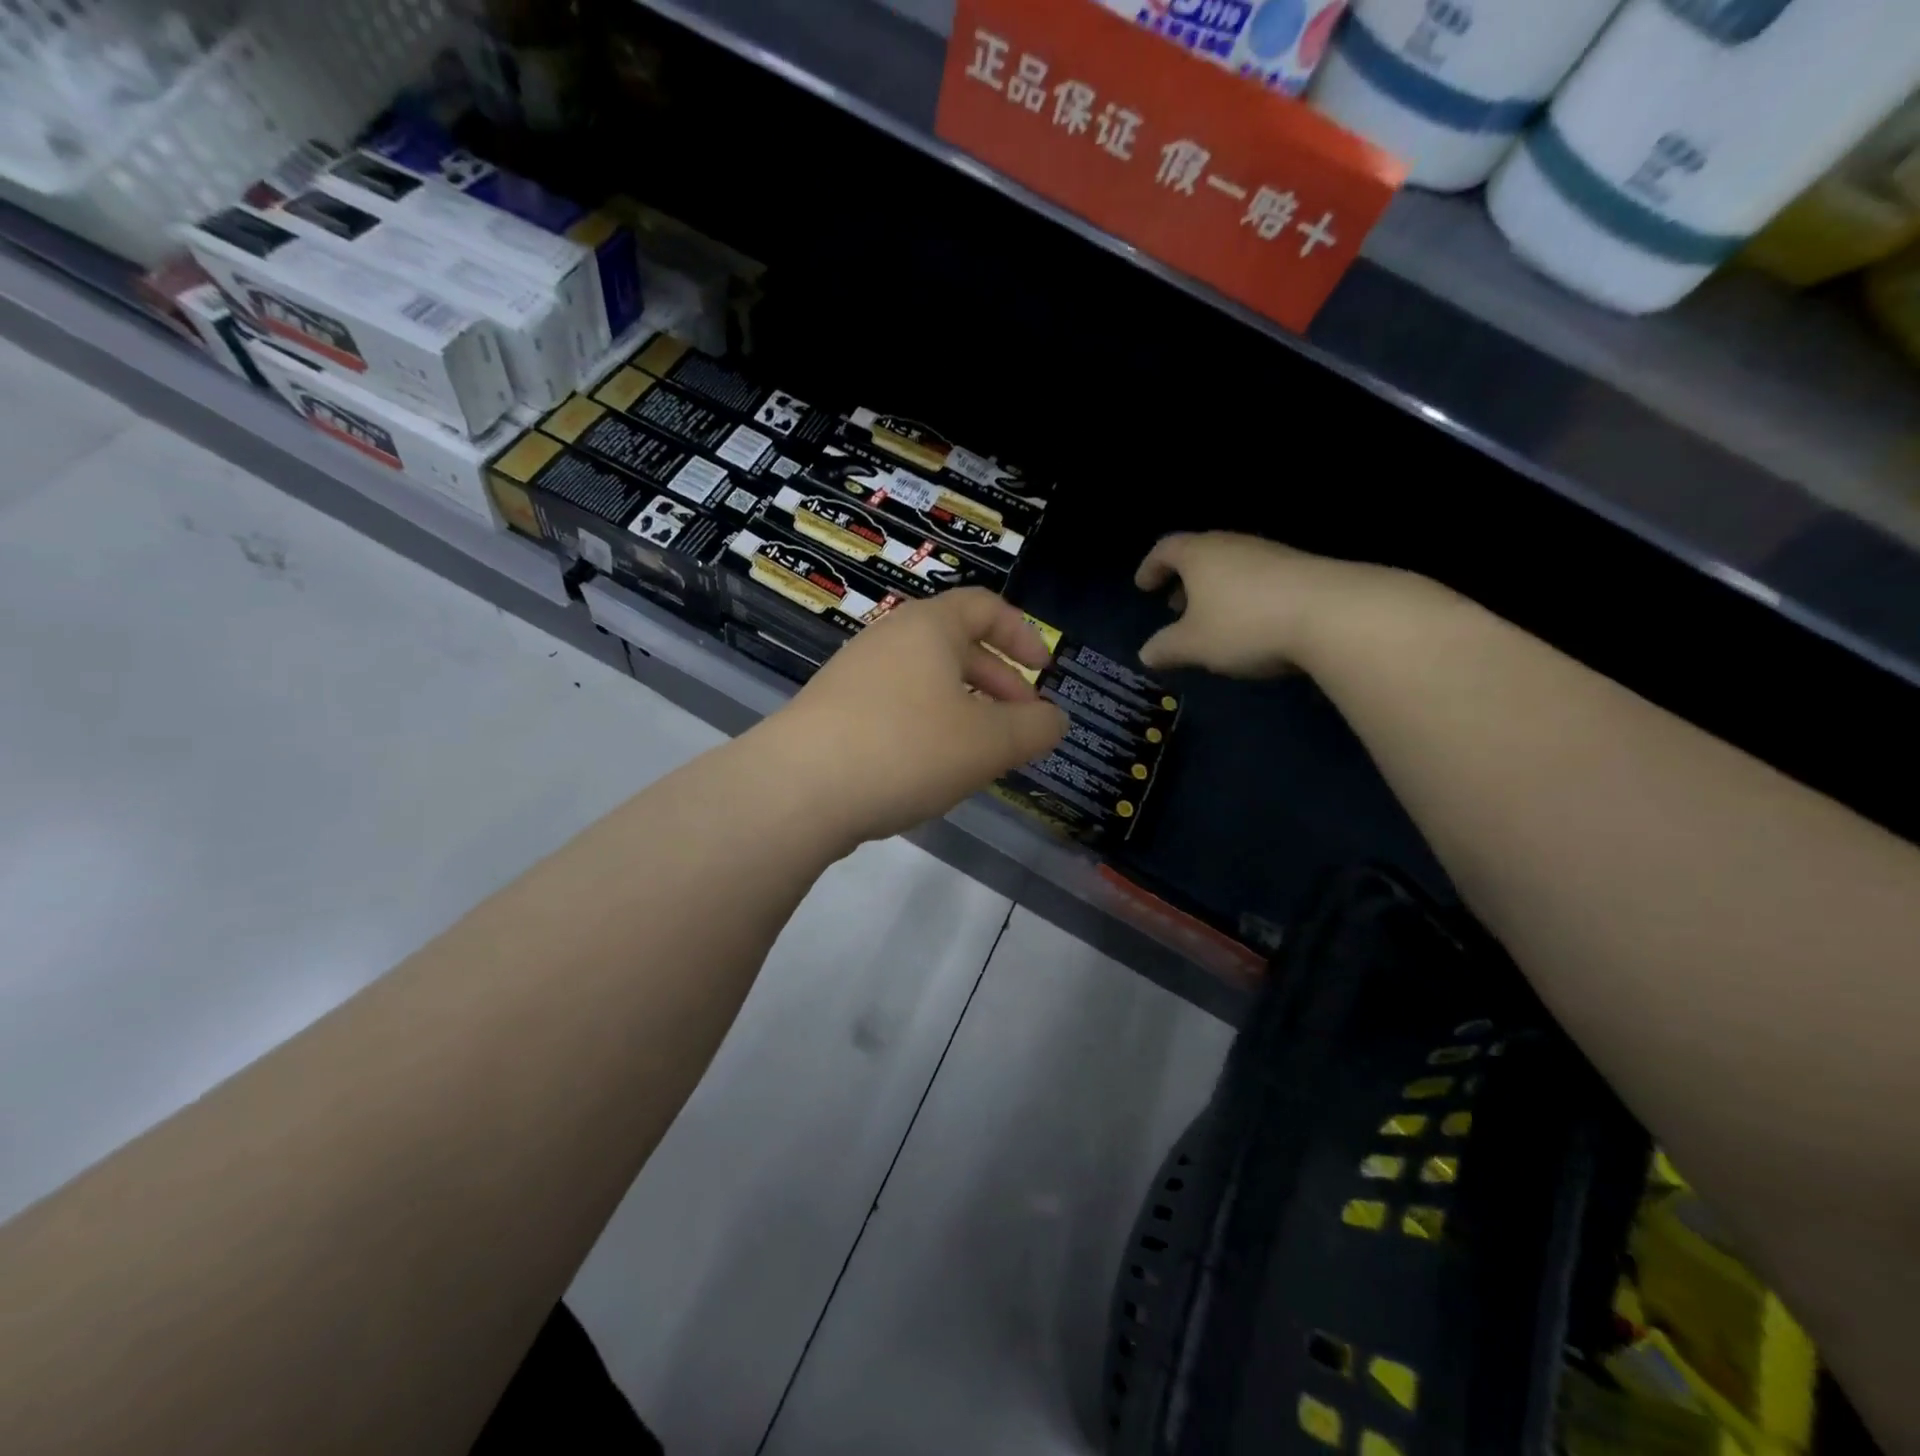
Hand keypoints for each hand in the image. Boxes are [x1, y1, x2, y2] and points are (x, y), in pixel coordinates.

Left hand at [762, 589, 1067, 843]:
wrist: (796, 788)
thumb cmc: (905, 749)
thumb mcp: (988, 743)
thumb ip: (1033, 729)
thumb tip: (1054, 720)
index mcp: (929, 627)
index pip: (986, 607)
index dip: (1023, 635)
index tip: (1044, 672)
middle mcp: (889, 639)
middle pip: (957, 645)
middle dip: (999, 682)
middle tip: (1022, 723)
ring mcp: (855, 675)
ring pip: (926, 681)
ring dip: (964, 709)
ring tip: (982, 753)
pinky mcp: (833, 712)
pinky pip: (896, 707)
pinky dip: (927, 727)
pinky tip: (931, 769)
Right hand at [1134, 532, 1403, 676]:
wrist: (1332, 614)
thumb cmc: (1245, 625)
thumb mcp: (1195, 645)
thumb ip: (1166, 648)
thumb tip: (1146, 653)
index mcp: (1200, 554)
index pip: (1166, 549)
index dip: (1151, 567)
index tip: (1143, 587)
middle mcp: (1234, 545)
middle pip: (1201, 555)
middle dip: (1184, 581)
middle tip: (1175, 607)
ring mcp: (1271, 554)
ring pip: (1232, 567)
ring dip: (1215, 591)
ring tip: (1212, 621)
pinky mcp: (1301, 570)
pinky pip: (1259, 579)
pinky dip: (1244, 597)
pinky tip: (1250, 625)